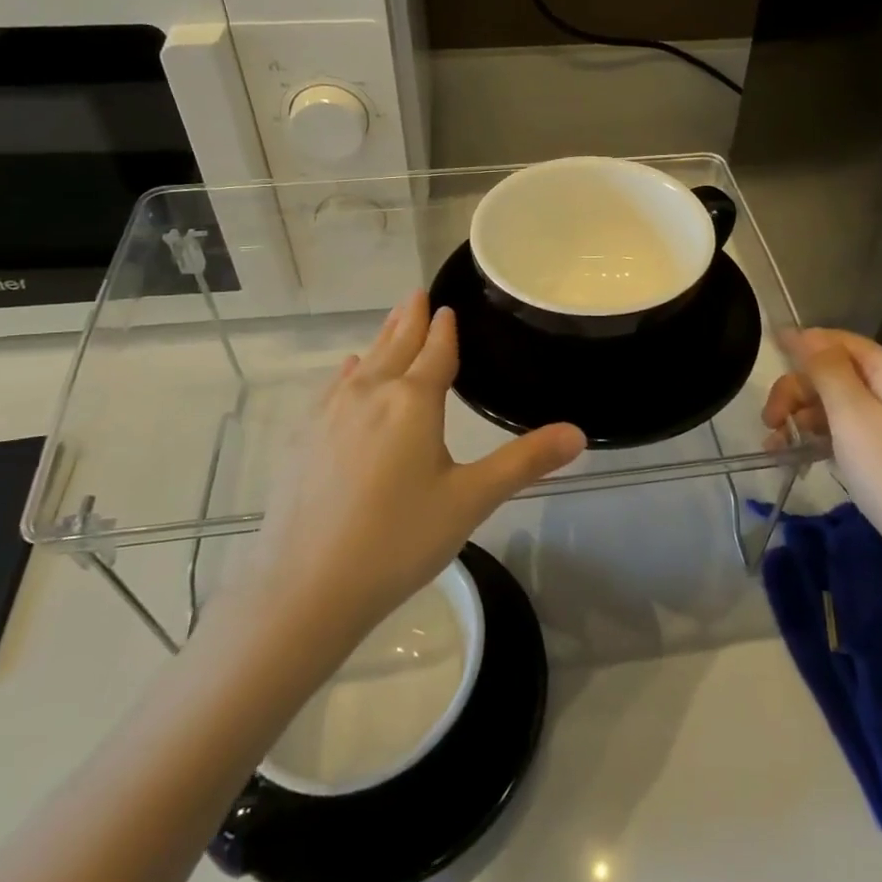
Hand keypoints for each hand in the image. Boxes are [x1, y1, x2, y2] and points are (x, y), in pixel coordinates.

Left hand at [231, 291, 585, 645]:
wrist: (305, 588)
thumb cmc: (398, 540)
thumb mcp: (471, 500)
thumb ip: (525, 462)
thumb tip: (578, 433)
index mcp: (413, 401)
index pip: (436, 351)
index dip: (444, 328)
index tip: (446, 306)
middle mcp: (370, 393)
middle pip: (395, 345)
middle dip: (408, 320)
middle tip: (415, 294)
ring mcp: (329, 413)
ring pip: (363, 362)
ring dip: (381, 340)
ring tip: (392, 323)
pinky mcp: (302, 437)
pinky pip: (334, 387)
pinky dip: (350, 371)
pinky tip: (348, 371)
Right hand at [761, 328, 881, 574]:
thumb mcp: (852, 415)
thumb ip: (825, 369)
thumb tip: (801, 333)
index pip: (836, 341)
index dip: (799, 347)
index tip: (765, 361)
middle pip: (835, 372)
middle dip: (798, 391)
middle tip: (770, 422)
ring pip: (838, 403)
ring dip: (803, 418)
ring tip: (776, 447)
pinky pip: (850, 429)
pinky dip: (822, 437)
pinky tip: (797, 455)